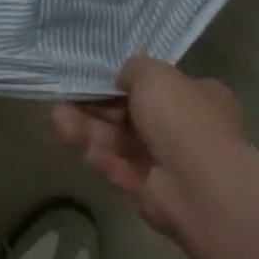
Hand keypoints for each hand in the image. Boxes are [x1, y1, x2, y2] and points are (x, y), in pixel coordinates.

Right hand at [52, 54, 246, 239]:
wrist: (201, 186)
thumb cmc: (183, 118)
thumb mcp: (156, 75)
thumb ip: (135, 69)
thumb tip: (123, 78)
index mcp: (199, 97)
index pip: (160, 86)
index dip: (128, 81)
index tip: (99, 76)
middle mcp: (184, 129)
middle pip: (133, 114)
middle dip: (99, 104)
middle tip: (69, 93)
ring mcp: (165, 162)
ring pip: (119, 139)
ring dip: (88, 125)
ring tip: (56, 113)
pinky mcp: (145, 189)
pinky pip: (113, 163)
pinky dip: (89, 147)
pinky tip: (62, 130)